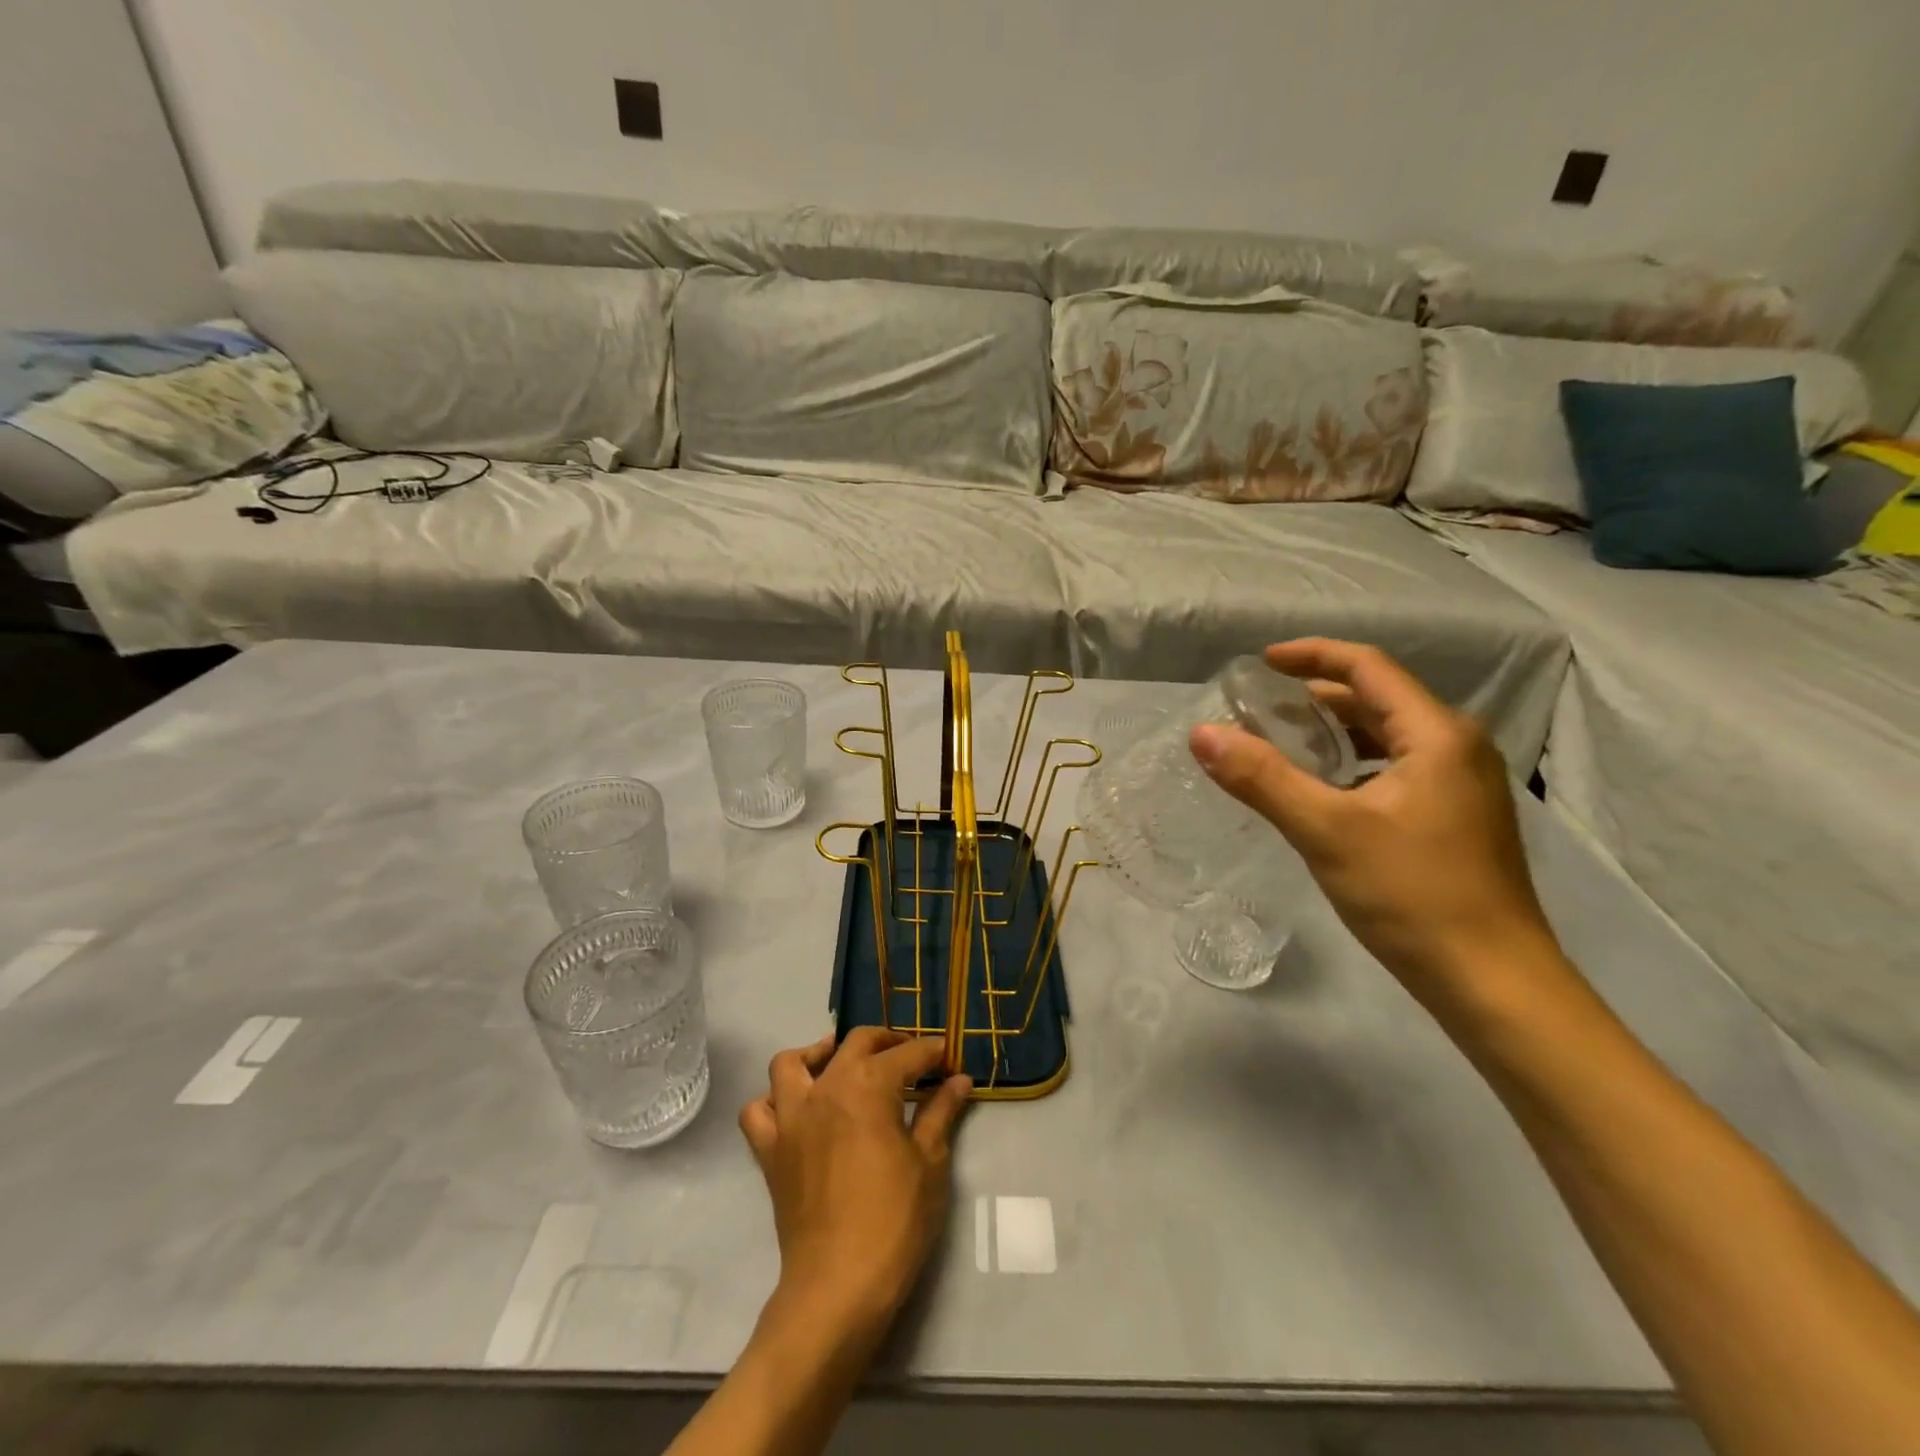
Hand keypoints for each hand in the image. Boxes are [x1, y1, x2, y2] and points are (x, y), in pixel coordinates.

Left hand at [739, 1028, 971, 1337]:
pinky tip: (798, 1109)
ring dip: (818, 1055)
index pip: (907, 1054)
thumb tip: (960, 1080)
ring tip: (841, 1064)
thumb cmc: (894, 1221)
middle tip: (911, 1057)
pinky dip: (774, 1101)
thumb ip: (941, 1112)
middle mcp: (826, 1087)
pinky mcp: (770, 1150)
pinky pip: (758, 1111)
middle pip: (856, 1043)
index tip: (949, 1057)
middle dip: (887, 1041)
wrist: (838, 1285)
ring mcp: (791, 1117)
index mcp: (869, 1085)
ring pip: (792, 1063)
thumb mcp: (930, 1162)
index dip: (932, 1052)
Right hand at [1189, 638, 1559, 1006]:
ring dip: (1334, 731)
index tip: (1262, 662)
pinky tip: (1321, 789)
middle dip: (1317, 695)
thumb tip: (1202, 733)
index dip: (1312, 655)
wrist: (1494, 982)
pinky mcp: (1456, 817)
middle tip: (1260, 706)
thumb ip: (1262, 778)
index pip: (1367, 668)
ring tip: (1281, 741)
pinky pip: (1395, 768)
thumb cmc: (1412, 895)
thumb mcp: (1326, 831)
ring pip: (1387, 736)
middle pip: (1378, 699)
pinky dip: (1352, 764)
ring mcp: (1461, 785)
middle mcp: (1456, 747)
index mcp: (1435, 735)